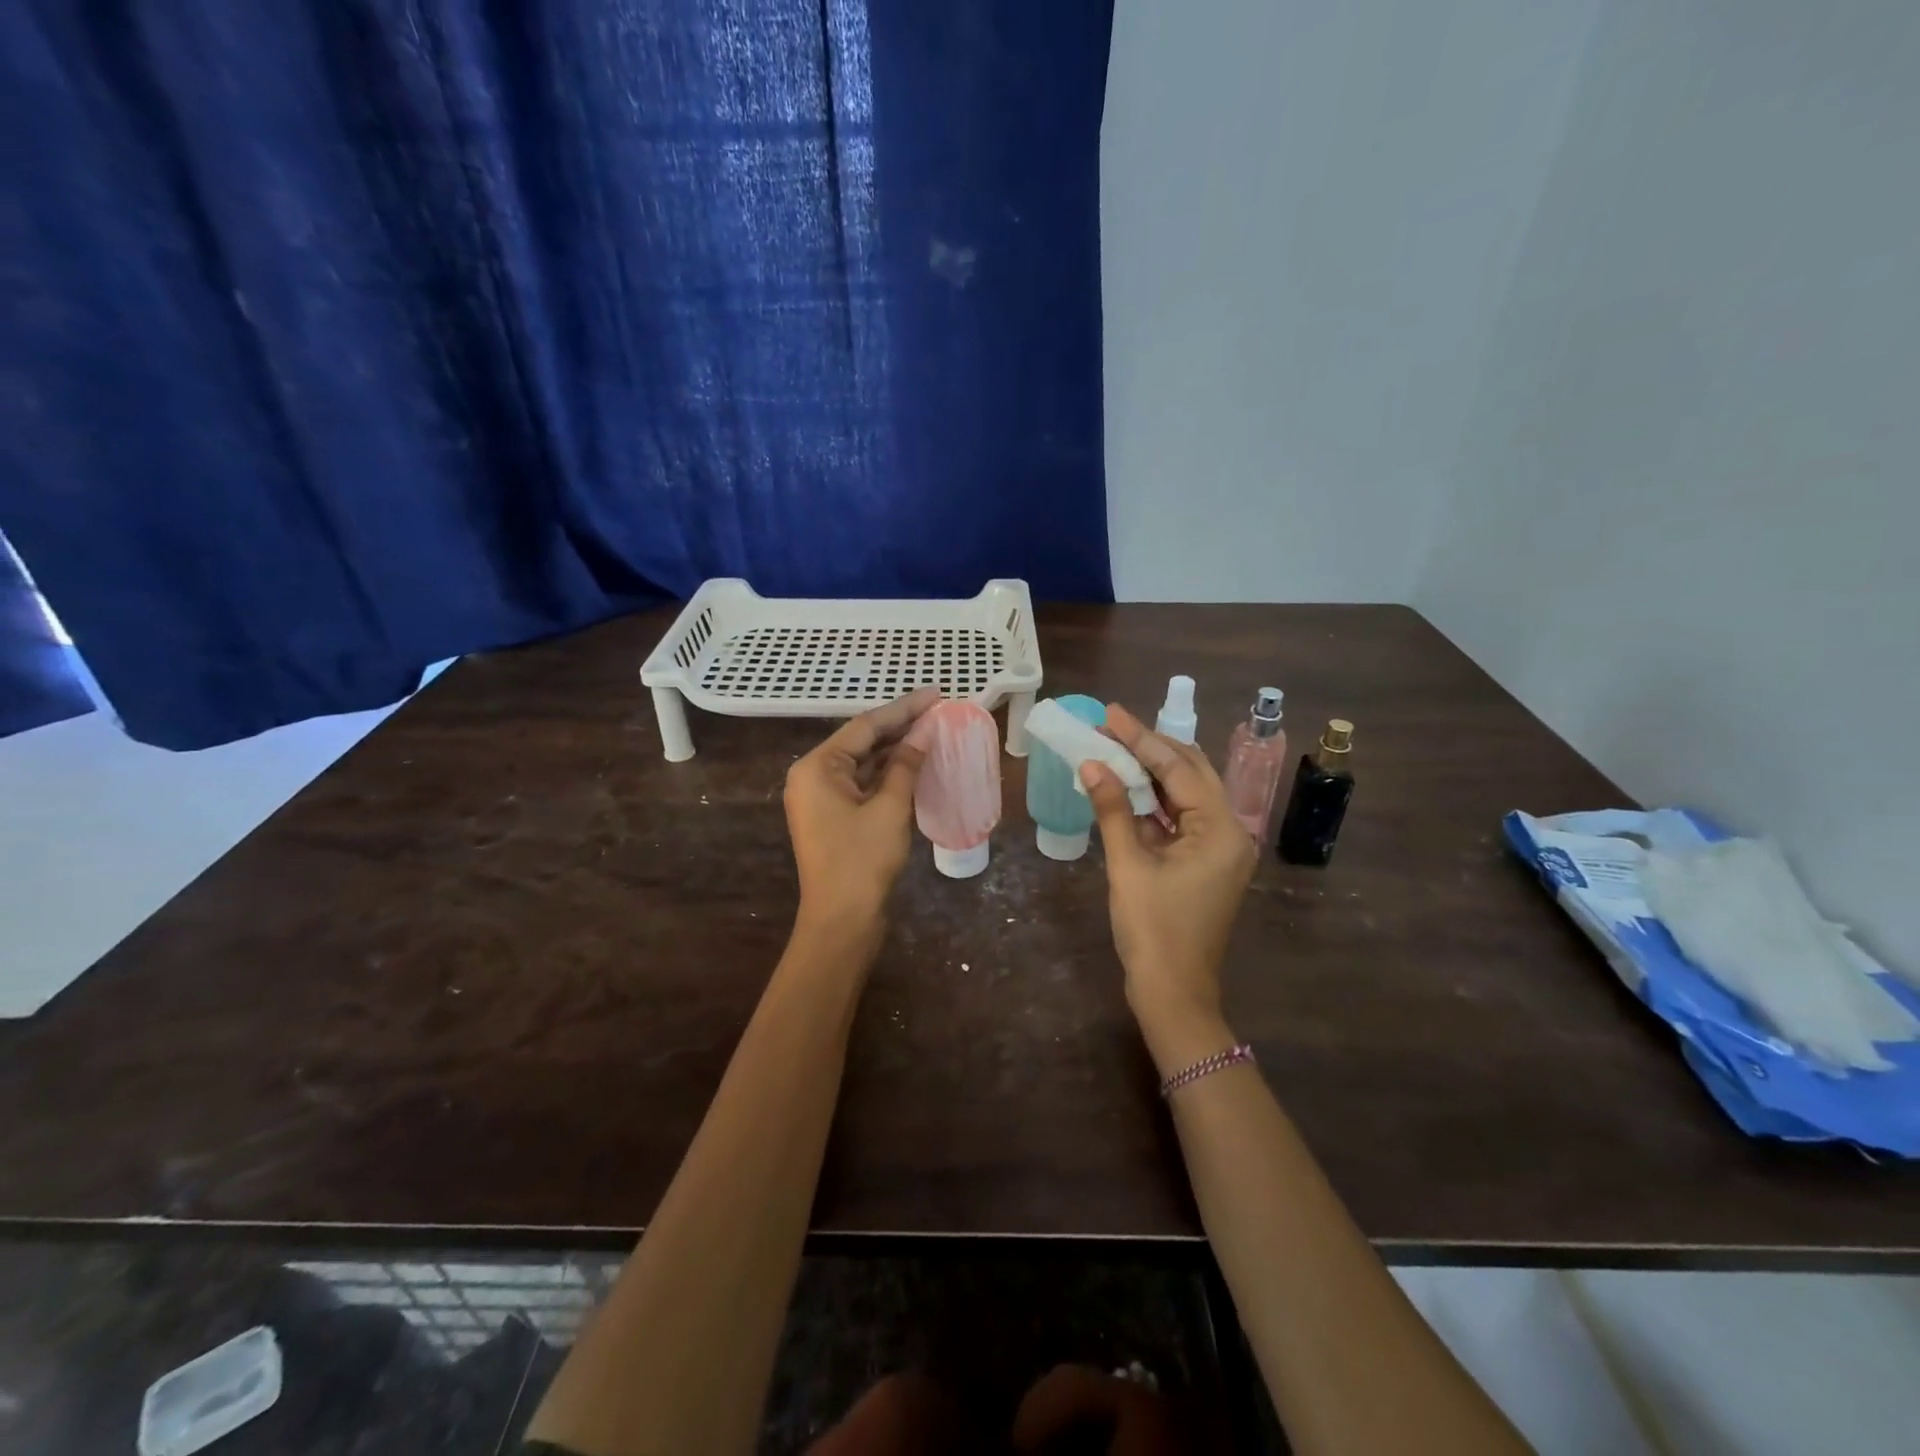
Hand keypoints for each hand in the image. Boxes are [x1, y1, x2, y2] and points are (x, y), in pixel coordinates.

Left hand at [784, 687, 937, 935]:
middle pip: (862, 741)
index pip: (866, 726)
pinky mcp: (834, 817)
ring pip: (864, 763)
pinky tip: (916, 764)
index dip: (904, 709)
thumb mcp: (889, 808)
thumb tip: (925, 731)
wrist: (841, 922)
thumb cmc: (862, 861)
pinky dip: (888, 774)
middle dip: (900, 727)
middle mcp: (813, 776)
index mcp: (817, 767)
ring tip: (933, 731)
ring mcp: (822, 798)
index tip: (936, 694)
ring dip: (896, 750)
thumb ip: (906, 765)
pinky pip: (863, 784)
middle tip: (939, 710)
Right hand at [1081, 704, 1255, 1071]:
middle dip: (1149, 748)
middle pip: (1189, 773)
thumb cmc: (1152, 930)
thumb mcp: (1129, 865)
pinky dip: (1152, 803)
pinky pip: (1179, 819)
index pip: (1179, 768)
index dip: (1141, 738)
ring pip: (1184, 795)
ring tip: (1112, 748)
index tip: (1110, 712)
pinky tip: (1123, 787)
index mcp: (1222, 830)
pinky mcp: (1204, 863)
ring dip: (1149, 774)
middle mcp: (1230, 832)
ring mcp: (1219, 849)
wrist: (1172, 993)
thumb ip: (1113, 809)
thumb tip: (1091, 763)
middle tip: (1110, 725)